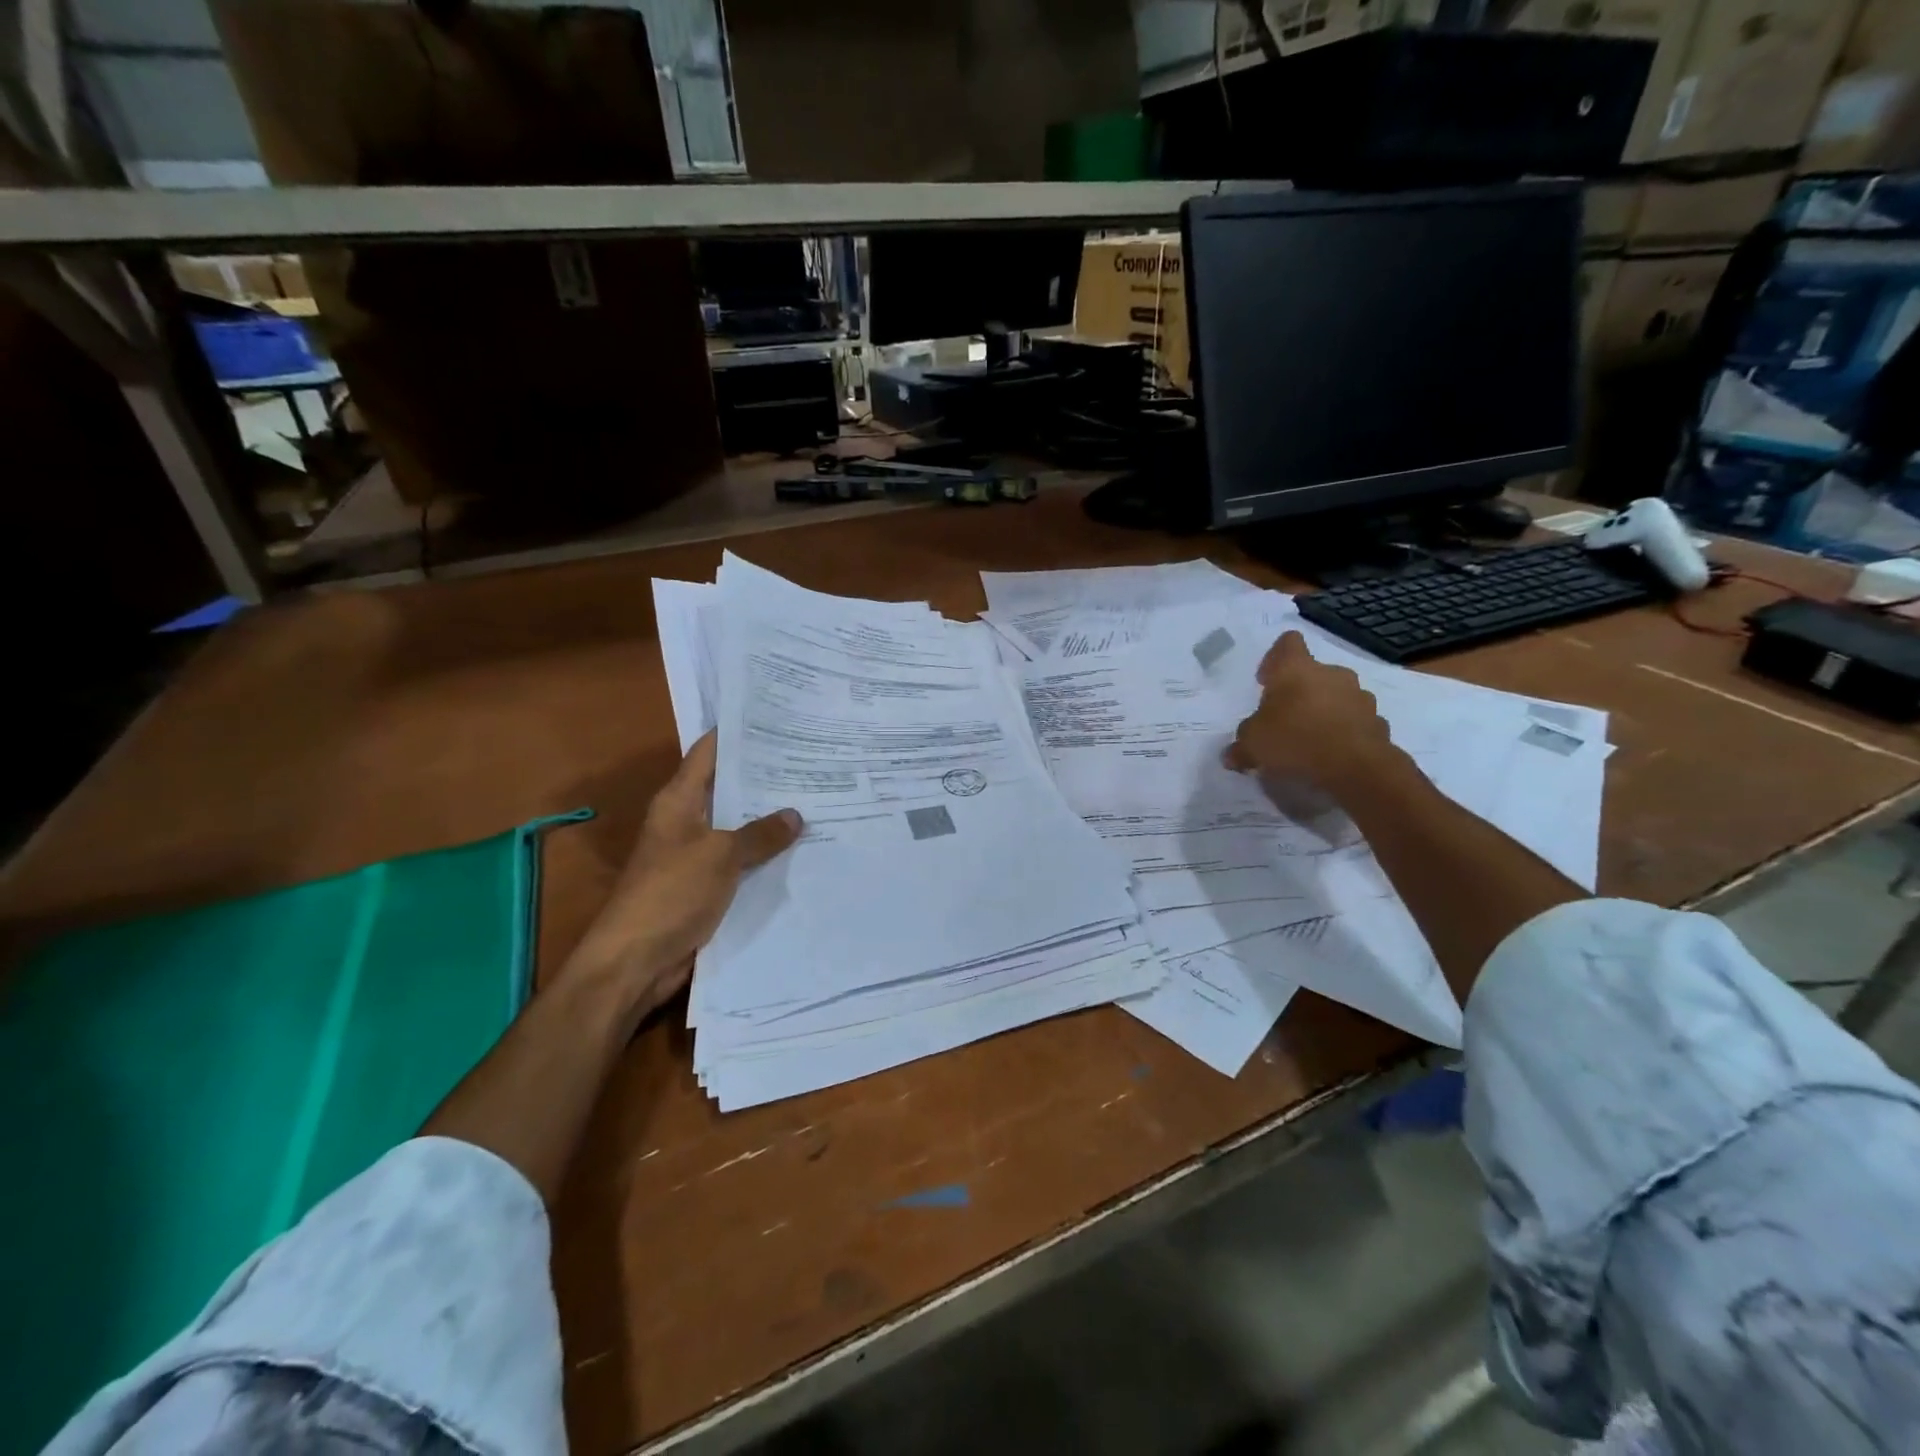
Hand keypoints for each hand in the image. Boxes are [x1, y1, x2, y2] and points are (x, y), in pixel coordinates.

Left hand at [568, 731, 801, 1017]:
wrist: (636, 961)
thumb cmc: (671, 893)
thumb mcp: (720, 856)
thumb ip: (759, 834)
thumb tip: (795, 814)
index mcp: (678, 801)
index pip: (708, 753)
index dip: (736, 733)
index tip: (775, 718)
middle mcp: (685, 821)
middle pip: (727, 789)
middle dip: (764, 776)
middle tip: (810, 758)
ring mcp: (695, 855)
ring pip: (737, 827)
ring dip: (768, 819)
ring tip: (816, 798)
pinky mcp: (705, 886)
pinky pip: (740, 861)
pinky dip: (764, 855)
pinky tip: (800, 849)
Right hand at [1223, 632, 1397, 797]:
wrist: (1355, 768)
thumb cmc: (1294, 741)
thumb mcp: (1252, 745)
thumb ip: (1242, 745)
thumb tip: (1232, 755)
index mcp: (1296, 669)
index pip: (1287, 643)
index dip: (1275, 658)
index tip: (1266, 680)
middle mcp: (1331, 674)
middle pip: (1314, 673)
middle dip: (1301, 691)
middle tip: (1285, 718)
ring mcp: (1360, 696)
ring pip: (1337, 696)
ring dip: (1325, 711)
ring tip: (1310, 740)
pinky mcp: (1378, 722)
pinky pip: (1355, 722)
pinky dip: (1344, 733)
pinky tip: (1331, 755)